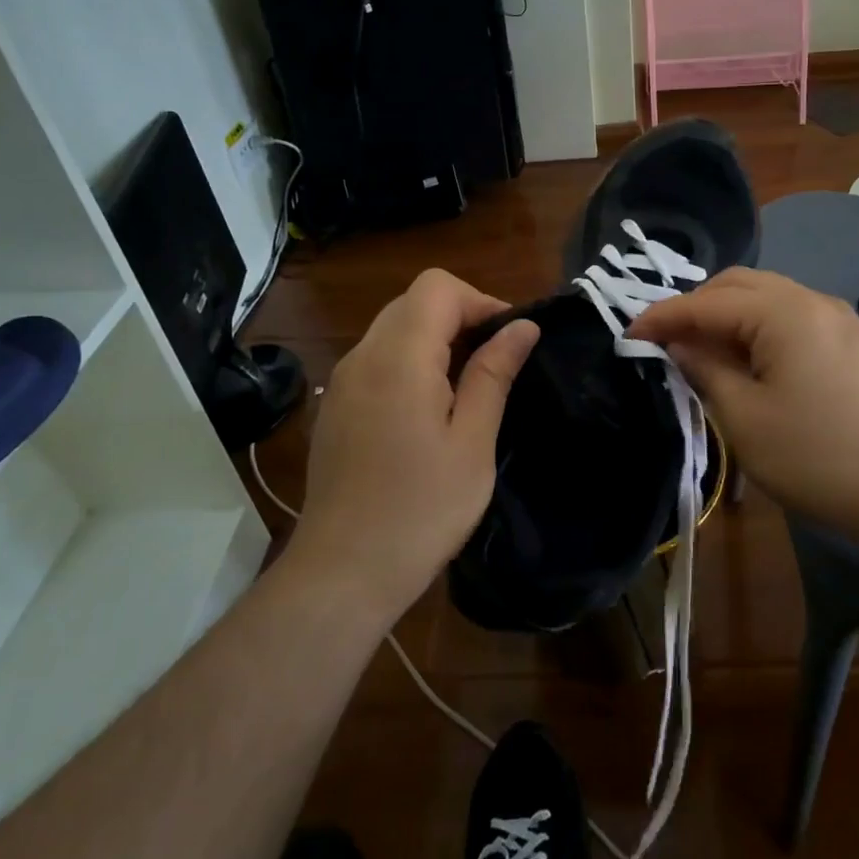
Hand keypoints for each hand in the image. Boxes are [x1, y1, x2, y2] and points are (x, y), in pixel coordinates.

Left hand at [294, 269, 538, 624]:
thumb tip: (523, 327)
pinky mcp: (335, 405)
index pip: (438, 287)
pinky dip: (409, 362)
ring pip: (393, 328)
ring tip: (466, 390)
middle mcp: (362, 356)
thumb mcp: (472, 441)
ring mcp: (342, 381)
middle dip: (460, 318)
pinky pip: (376, 359)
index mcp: (399, 357)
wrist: (344, 571)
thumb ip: (493, 374)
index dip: (480, 301)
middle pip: (413, 302)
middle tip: (494, 365)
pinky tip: (427, 411)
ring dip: (435, 340)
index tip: (509, 341)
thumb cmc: (421, 509)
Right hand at [628, 268, 858, 545]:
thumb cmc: (817, 456)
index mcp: (784, 312)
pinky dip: (755, 326)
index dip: (663, 316)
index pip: (707, 302)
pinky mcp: (849, 340)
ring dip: (726, 314)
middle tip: (665, 341)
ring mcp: (836, 318)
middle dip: (695, 306)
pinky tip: (745, 358)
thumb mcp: (744, 418)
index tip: (628, 333)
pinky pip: (789, 315)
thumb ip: (705, 369)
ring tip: (700, 350)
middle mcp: (812, 300)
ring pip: (766, 296)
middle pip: (738, 285)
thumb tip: (680, 344)